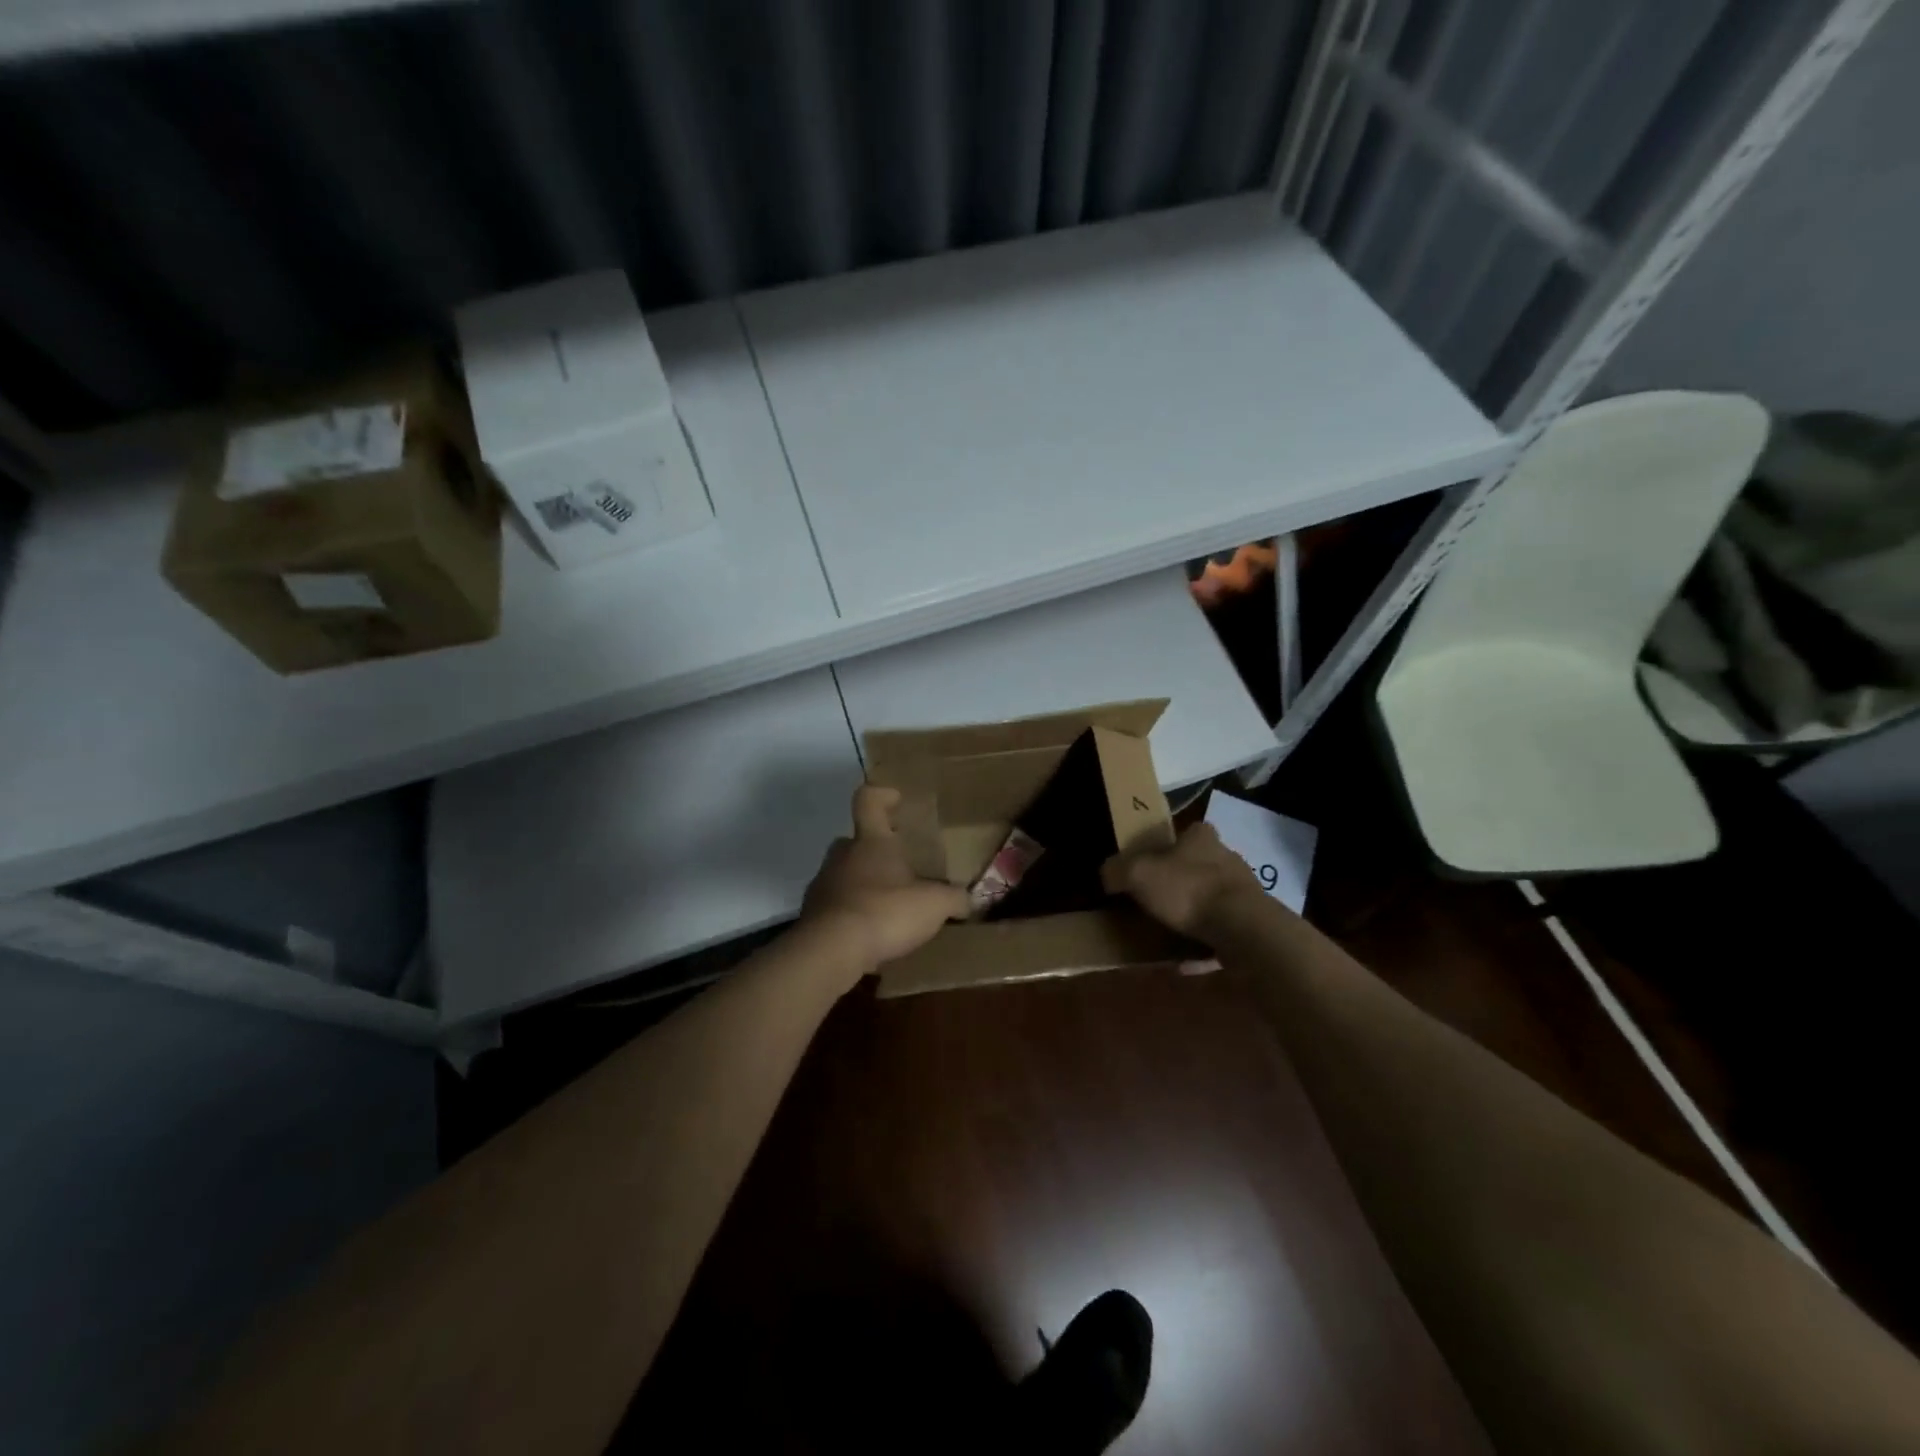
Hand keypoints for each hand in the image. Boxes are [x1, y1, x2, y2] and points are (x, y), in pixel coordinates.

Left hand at [802, 785, 970, 972]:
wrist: (831, 951)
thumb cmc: (885, 911)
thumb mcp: (934, 905)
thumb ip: (954, 899)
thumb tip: (969, 900)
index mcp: (871, 841)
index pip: (868, 801)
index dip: (881, 796)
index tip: (896, 799)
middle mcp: (842, 856)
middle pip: (854, 841)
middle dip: (874, 850)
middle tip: (898, 865)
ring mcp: (822, 885)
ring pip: (843, 874)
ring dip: (863, 885)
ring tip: (887, 906)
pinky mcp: (812, 916)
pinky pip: (835, 907)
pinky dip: (851, 914)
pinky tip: (869, 934)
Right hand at [1101, 822, 1265, 939]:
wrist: (1243, 929)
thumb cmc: (1187, 890)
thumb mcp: (1137, 874)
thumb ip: (1117, 870)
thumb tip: (1106, 874)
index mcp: (1201, 837)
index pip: (1184, 832)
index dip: (1164, 847)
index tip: (1147, 866)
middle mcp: (1227, 858)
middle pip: (1197, 866)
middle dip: (1177, 883)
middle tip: (1152, 901)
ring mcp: (1244, 892)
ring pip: (1210, 900)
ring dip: (1191, 916)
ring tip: (1165, 935)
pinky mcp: (1253, 923)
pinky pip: (1220, 934)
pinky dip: (1202, 947)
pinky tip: (1183, 963)